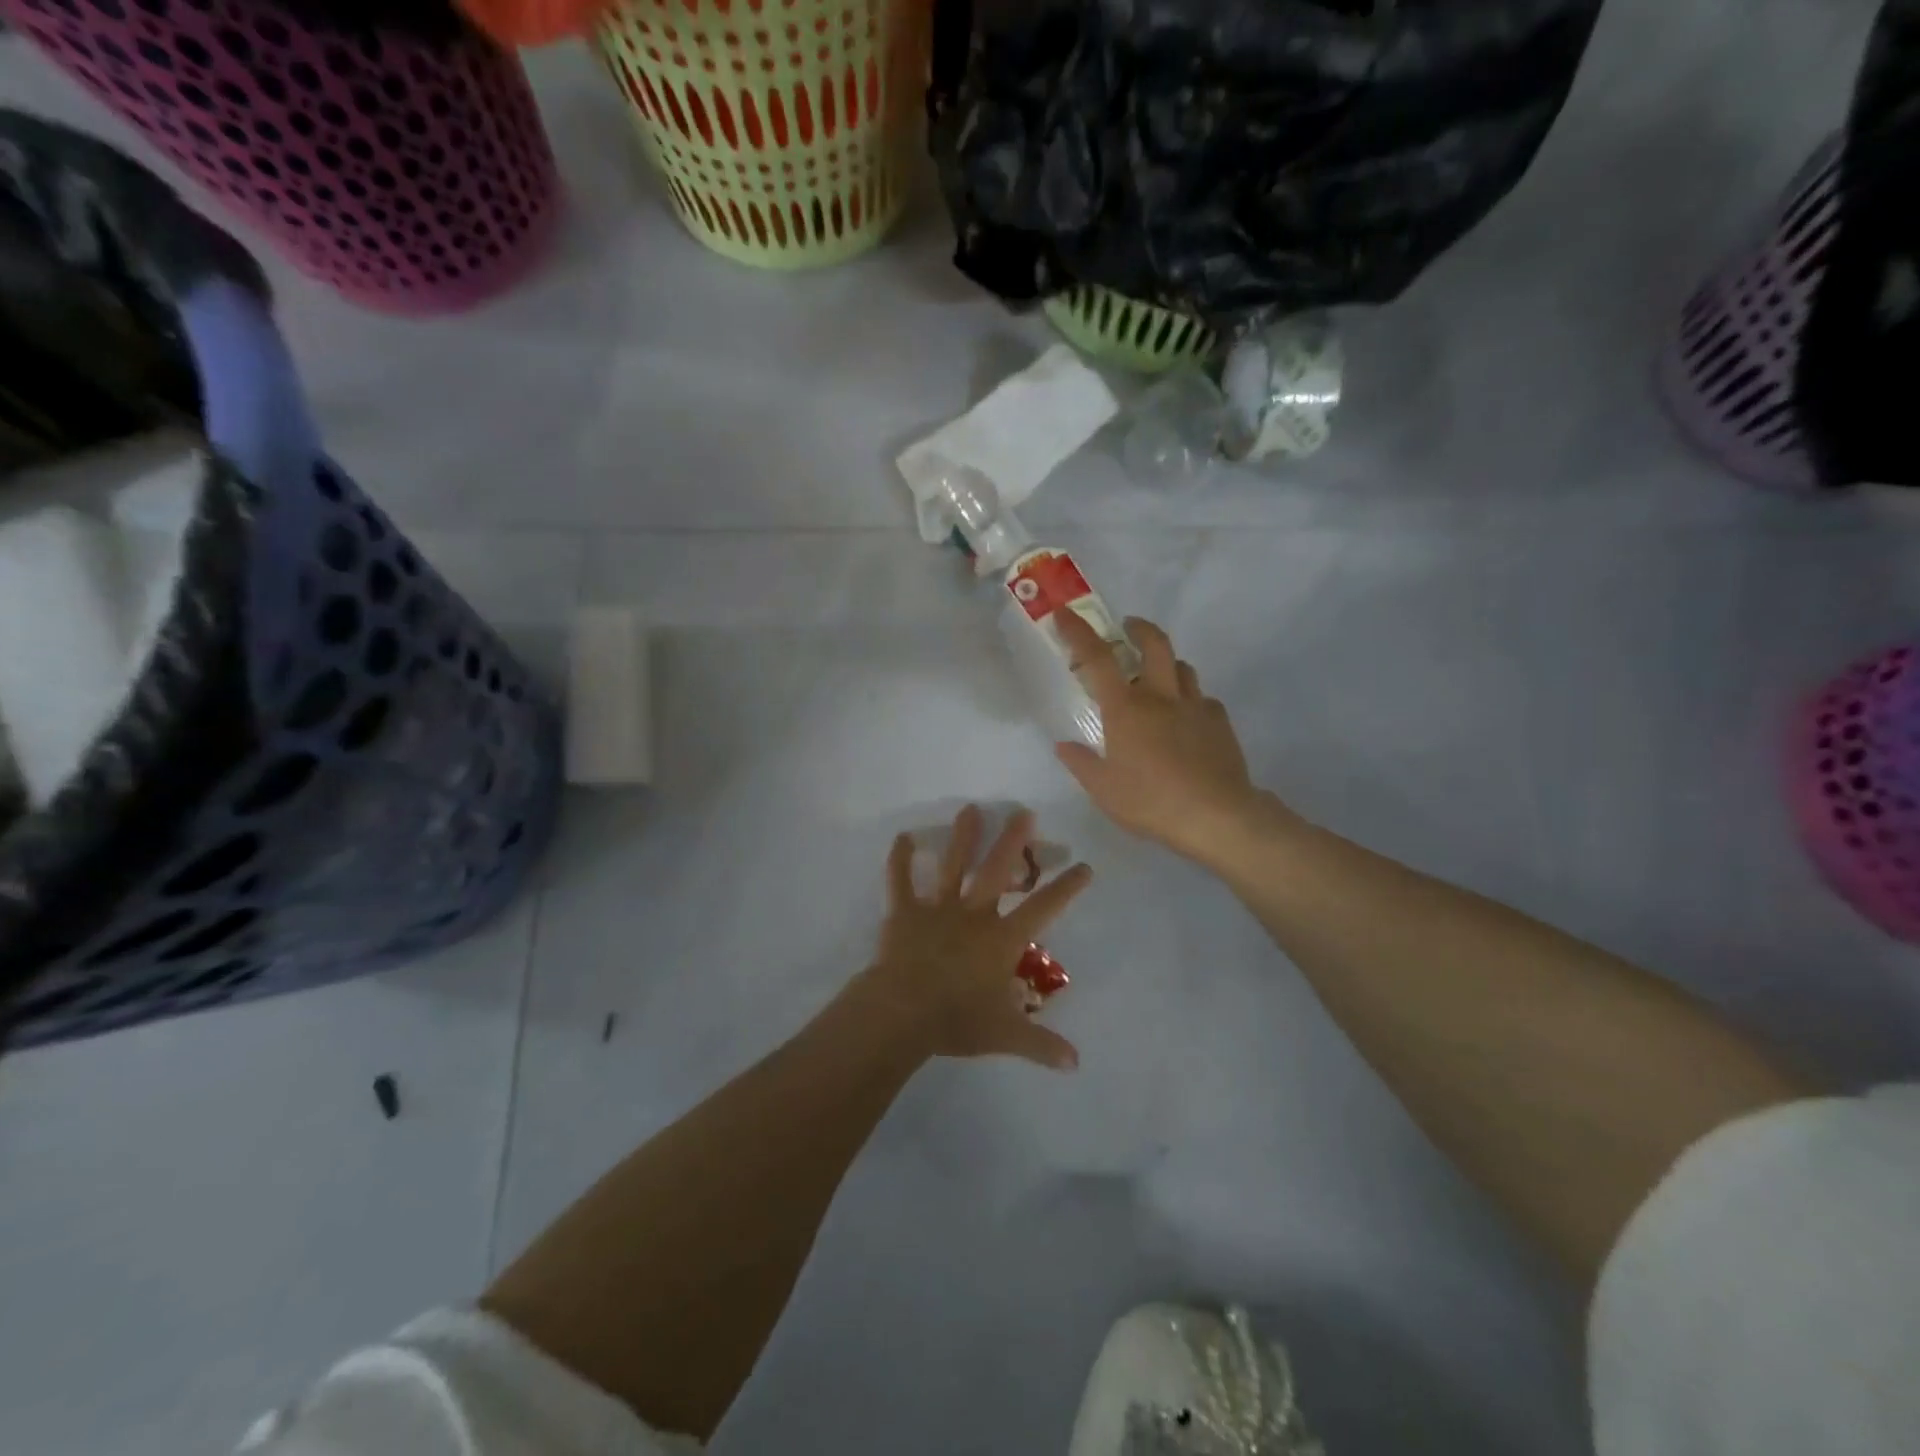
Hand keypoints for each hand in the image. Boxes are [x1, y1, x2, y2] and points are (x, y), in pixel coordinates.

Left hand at [858, 805, 1090, 1071]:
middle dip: (1013, 841)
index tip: (1084, 865)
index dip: (1066, 887)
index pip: (1043, 908)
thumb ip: (1040, 1044)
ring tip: (971, 808)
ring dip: (963, 837)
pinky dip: (900, 859)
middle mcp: (974, 914)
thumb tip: (1075, 1063)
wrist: (903, 1013)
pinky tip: (902, 836)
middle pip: (998, 871)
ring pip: (953, 866)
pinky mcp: (904, 912)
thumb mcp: (1005, 1034)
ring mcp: (937, 909)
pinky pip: (900, 881)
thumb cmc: (957, 1020)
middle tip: (1024, 813)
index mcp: (1001, 939)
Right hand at [1053, 609, 1271, 863]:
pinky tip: (1187, 720)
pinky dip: (1190, 700)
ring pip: (1182, 667)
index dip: (1078, 632)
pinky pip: (1203, 699)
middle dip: (1138, 628)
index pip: (1097, 658)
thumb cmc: (1151, 801)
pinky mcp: (1220, 722)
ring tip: (1157, 678)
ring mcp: (1195, 706)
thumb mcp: (1103, 790)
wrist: (1217, 816)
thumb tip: (1064, 746)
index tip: (1064, 614)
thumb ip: (1081, 763)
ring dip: (1166, 663)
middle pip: (1154, 644)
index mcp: (1126, 708)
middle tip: (1128, 628)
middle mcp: (1161, 696)